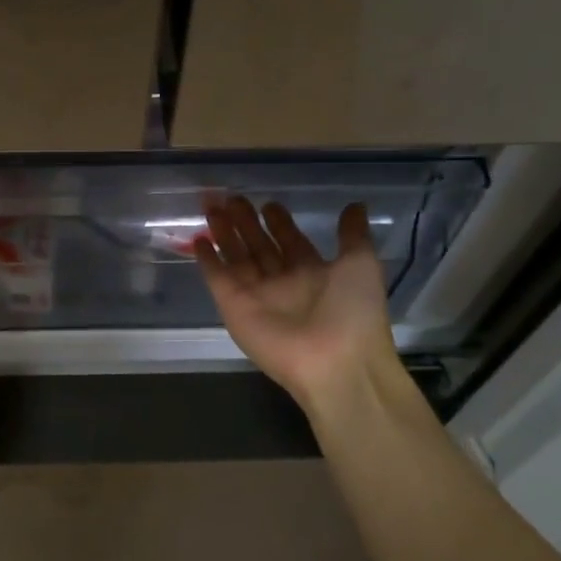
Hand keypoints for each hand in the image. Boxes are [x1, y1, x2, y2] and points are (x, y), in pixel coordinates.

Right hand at [196, 197, 406, 412]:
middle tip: (231, 198)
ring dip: (224, 232)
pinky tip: (198, 239)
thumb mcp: (361, 264)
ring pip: (236, 256)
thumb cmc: (352, 311)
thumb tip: (355, 205)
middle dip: (245, 222)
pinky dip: (207, 260)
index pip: (290, 240)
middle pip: (258, 245)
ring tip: (212, 206)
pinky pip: (217, 279)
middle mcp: (282, 282)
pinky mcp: (233, 307)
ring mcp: (256, 295)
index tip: (268, 203)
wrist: (335, 362)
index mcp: (312, 272)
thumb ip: (352, 235)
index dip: (279, 222)